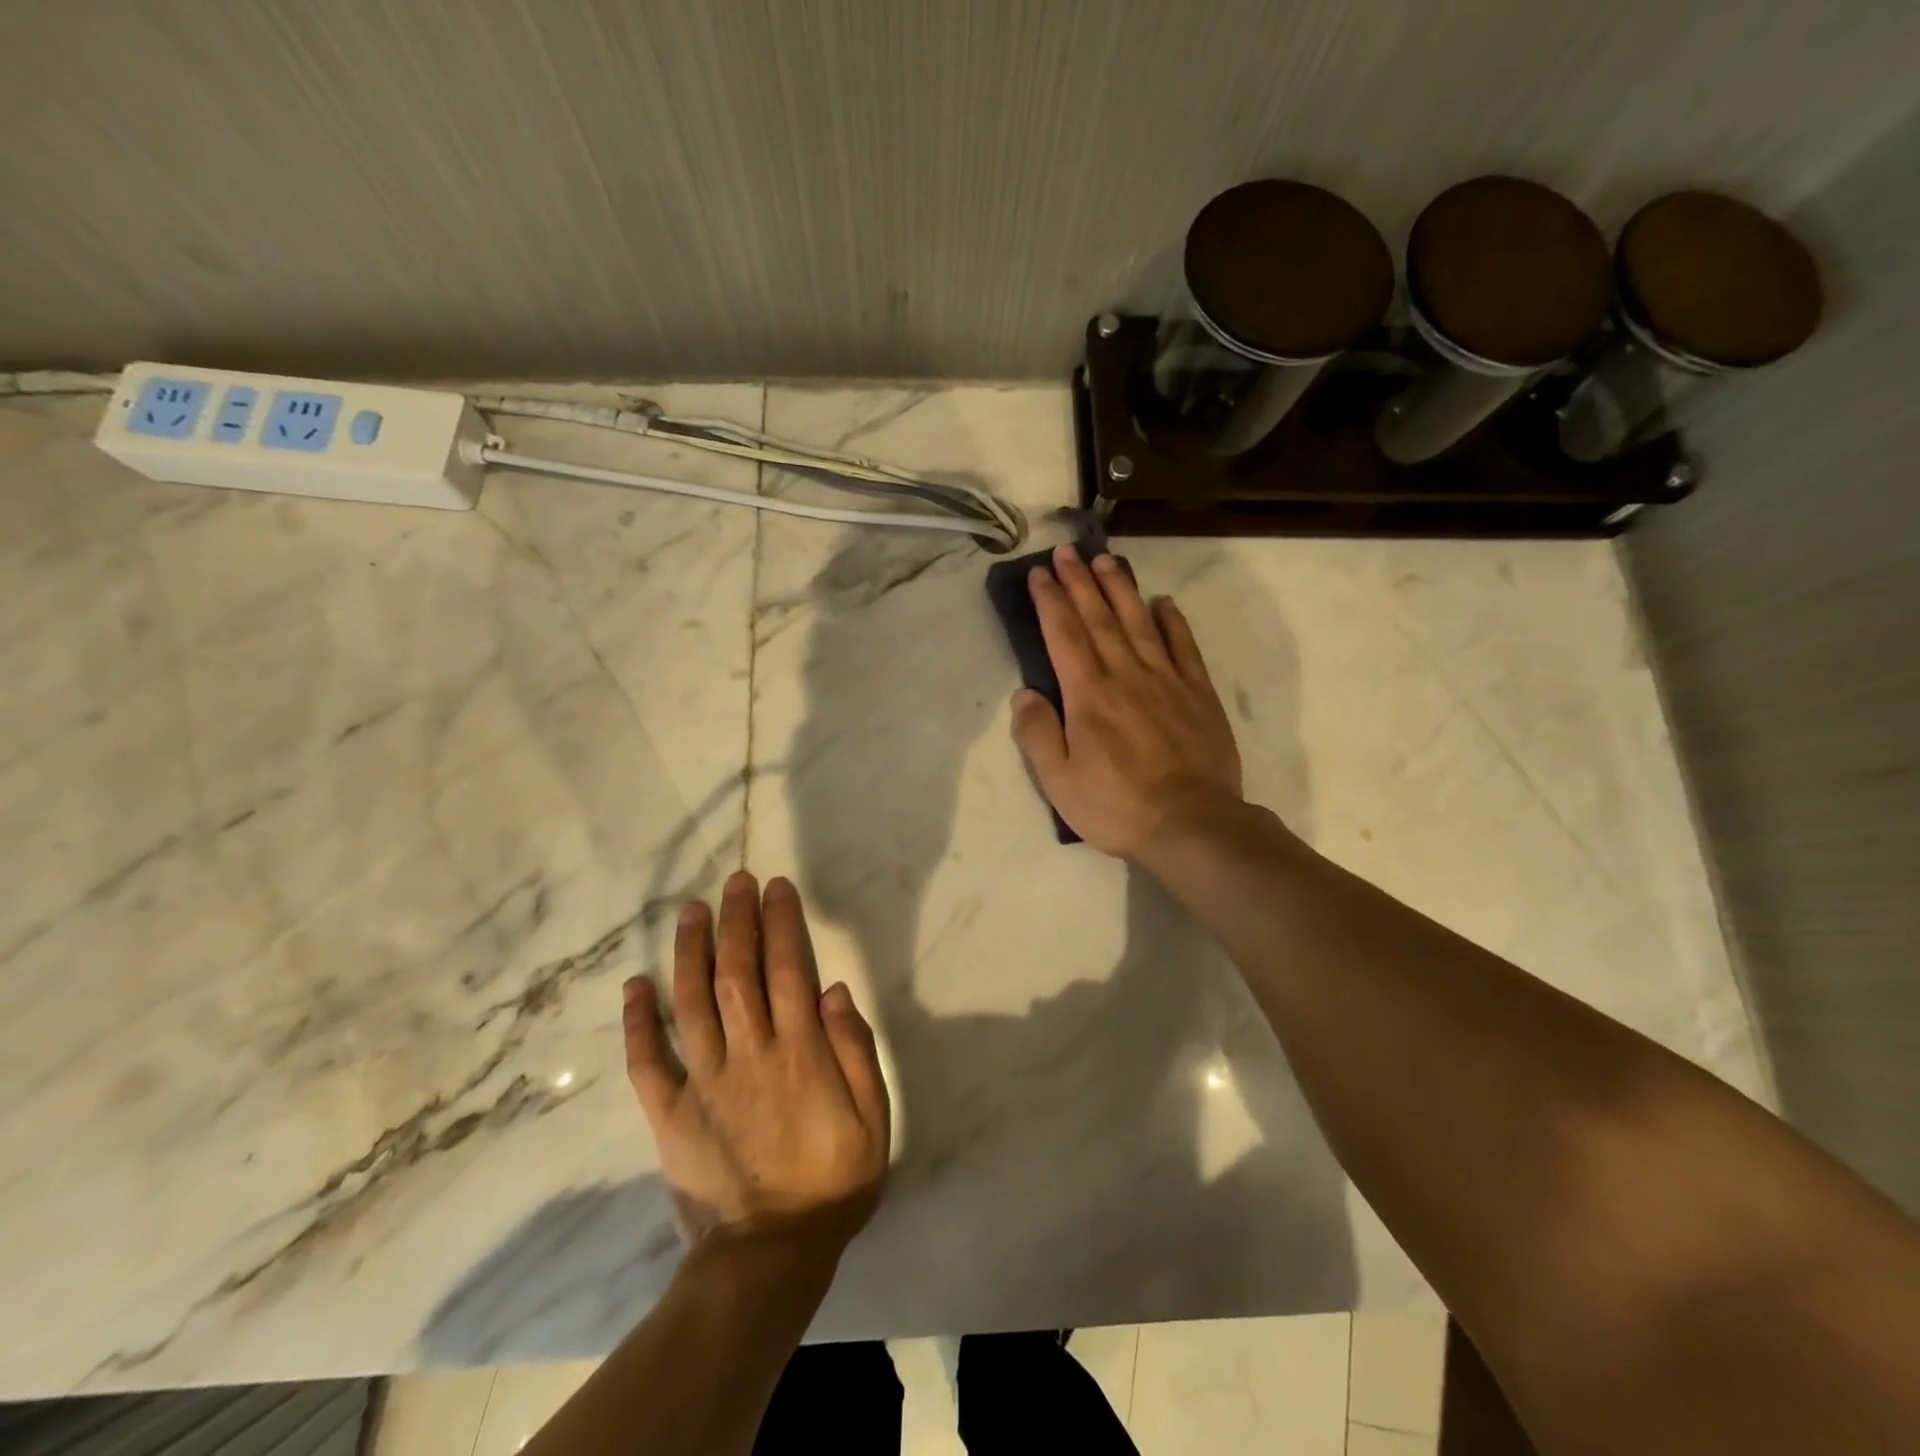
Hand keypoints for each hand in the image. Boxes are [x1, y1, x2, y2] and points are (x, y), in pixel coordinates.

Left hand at [623, 872, 889, 1254]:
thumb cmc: (834, 1181)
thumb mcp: (874, 1118)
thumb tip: (834, 990)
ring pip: (691, 1002)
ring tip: (691, 910)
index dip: (781, 922)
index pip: (788, 969)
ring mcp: (704, 1081)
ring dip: (690, 951)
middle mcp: (749, 1054)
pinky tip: (634, 985)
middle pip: (738, 972)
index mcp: (800, 1052)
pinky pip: (647, 1061)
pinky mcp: (670, 1112)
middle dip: (737, 920)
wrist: (771, 1255)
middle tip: (735, 881)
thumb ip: (856, 1050)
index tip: (776, 887)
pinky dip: (637, 1021)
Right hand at [1010, 544, 1242, 859]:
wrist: (1191, 824)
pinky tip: (1163, 602)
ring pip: (1139, 623)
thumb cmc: (1116, 806)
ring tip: (1108, 561)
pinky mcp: (1198, 694)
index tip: (1040, 572)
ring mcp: (1167, 681)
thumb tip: (1024, 694)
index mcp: (1088, 695)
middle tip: (1068, 551)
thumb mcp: (1059, 781)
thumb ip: (1037, 734)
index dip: (1050, 600)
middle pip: (1099, 618)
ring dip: (1121, 589)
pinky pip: (1184, 647)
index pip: (1064, 634)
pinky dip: (1173, 621)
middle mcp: (1126, 675)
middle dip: (1081, 581)